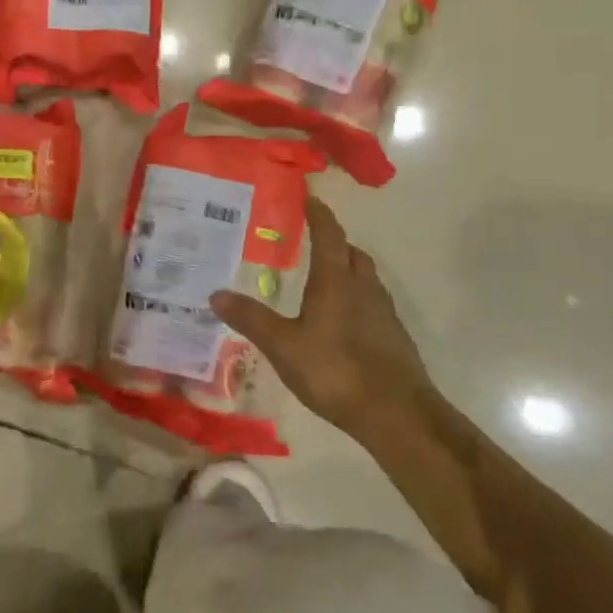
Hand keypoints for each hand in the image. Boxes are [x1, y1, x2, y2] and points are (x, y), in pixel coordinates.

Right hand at [211, 198, 435, 435]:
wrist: (397, 414)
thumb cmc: (335, 370)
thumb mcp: (283, 346)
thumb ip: (251, 319)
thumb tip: (216, 294)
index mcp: (336, 281)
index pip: (329, 234)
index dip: (319, 214)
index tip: (309, 198)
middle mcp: (363, 288)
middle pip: (352, 253)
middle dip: (334, 242)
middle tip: (311, 243)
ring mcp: (384, 313)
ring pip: (366, 278)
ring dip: (348, 270)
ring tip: (323, 281)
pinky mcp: (394, 337)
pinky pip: (373, 304)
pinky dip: (356, 299)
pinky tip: (341, 323)